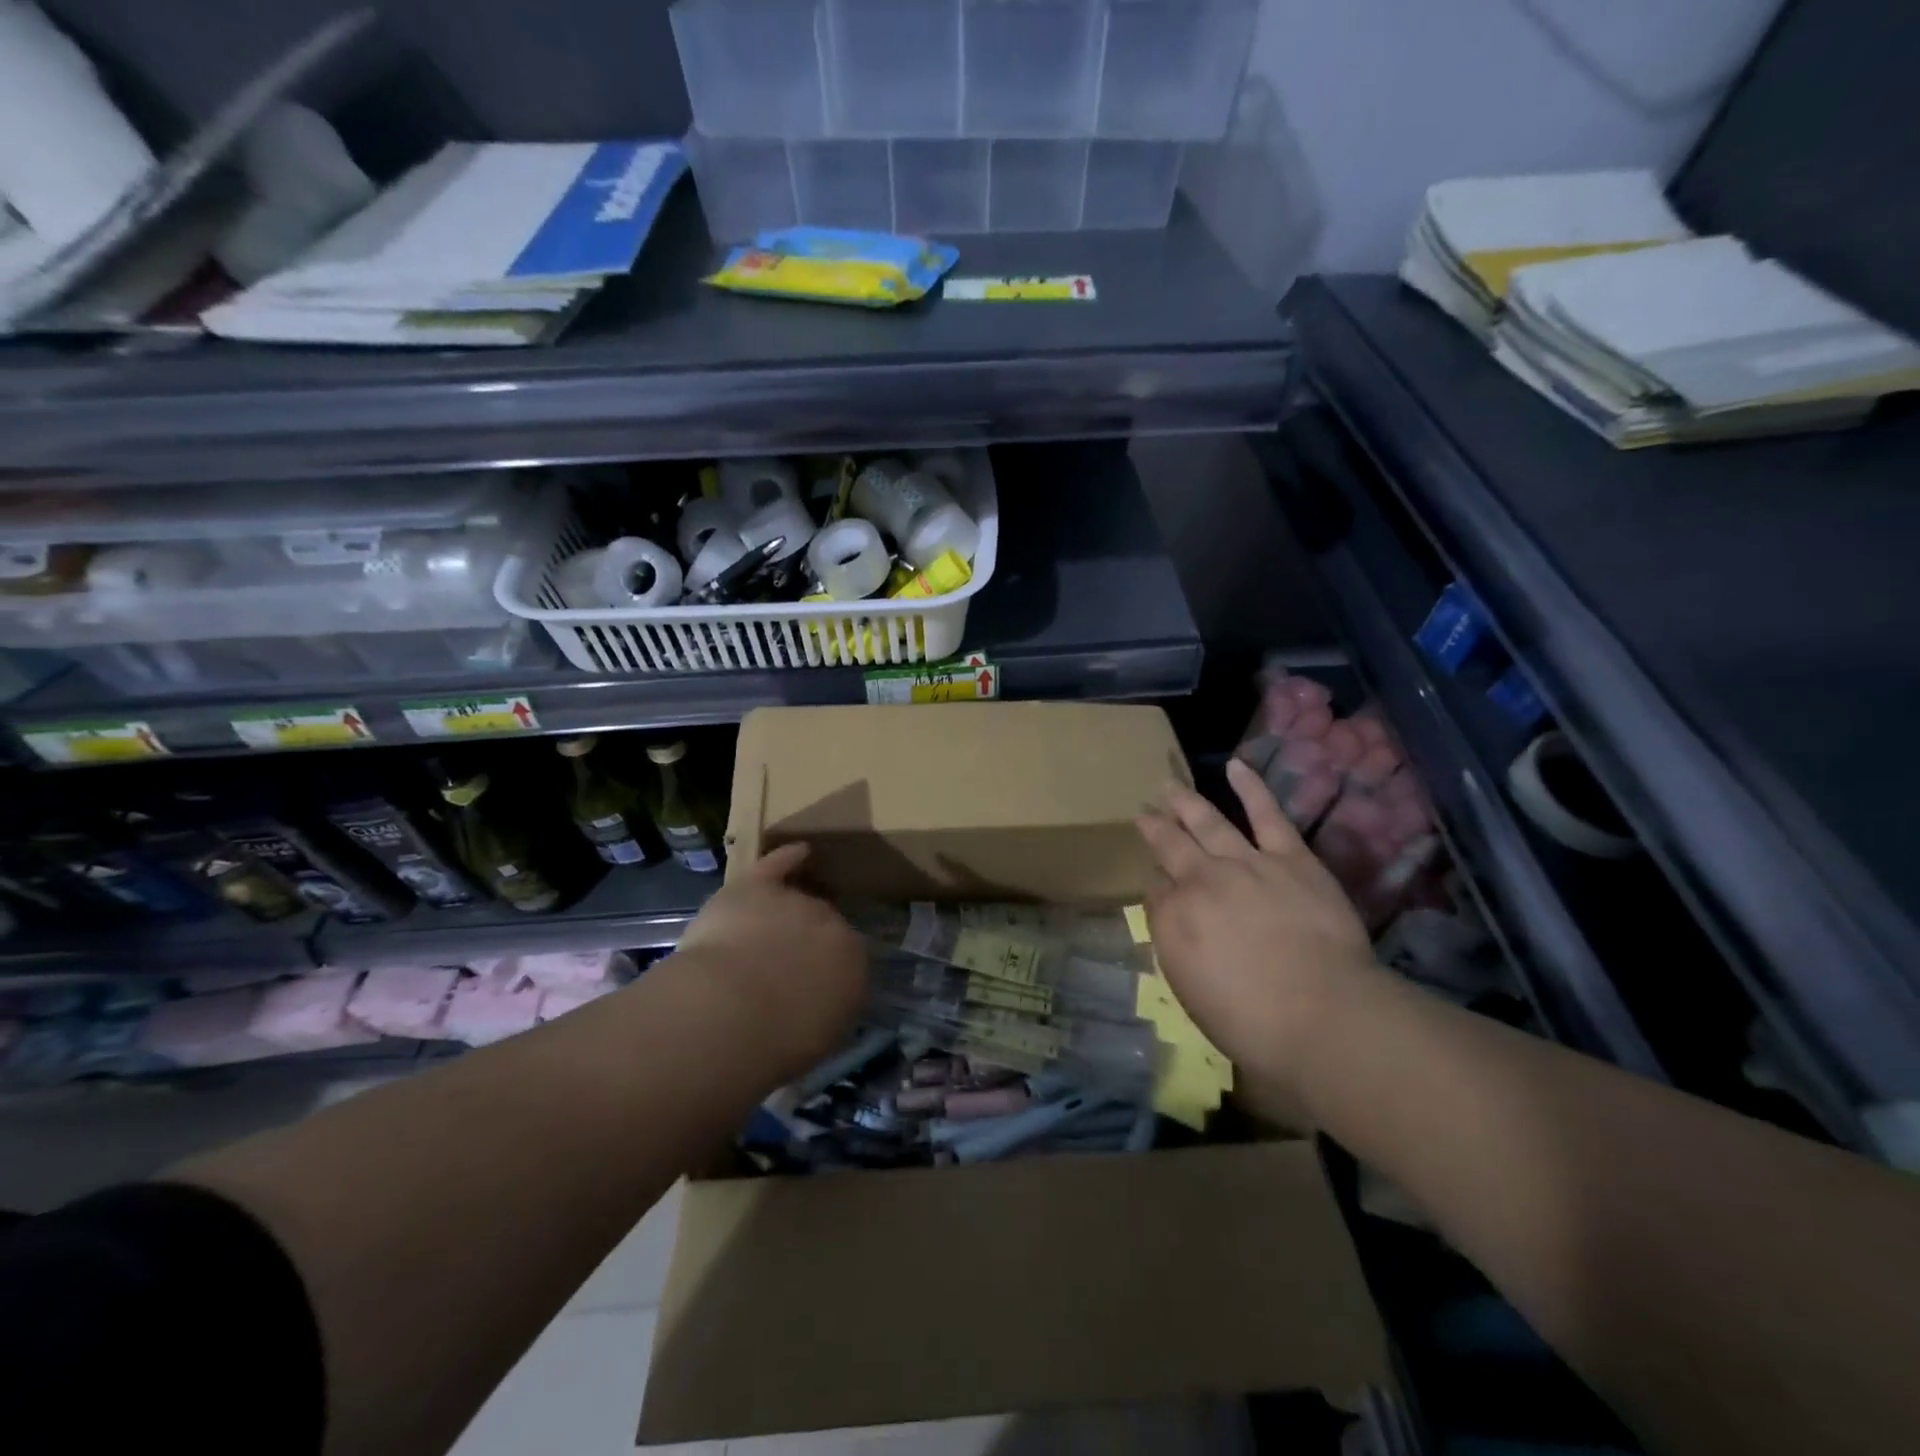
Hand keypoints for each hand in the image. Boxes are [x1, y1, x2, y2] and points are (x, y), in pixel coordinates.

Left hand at [668, 843, 867, 1083]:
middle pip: (823, 923)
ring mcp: (794, 902)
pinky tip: (798, 851)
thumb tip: (820, 1003)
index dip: (825, 969)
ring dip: (787, 911)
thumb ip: (827, 1010)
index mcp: (853, 965)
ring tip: (771, 926)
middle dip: (806, 941)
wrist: (730, 1012)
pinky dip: (786, 858)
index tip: (809, 984)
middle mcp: (831, 925)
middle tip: (781, 963)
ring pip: (796, 899)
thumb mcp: (817, 1039)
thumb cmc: (777, 1042)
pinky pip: (777, 866)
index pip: (847, 958)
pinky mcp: (757, 888)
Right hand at [1137, 759, 1377, 1105]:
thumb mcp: (1193, 994)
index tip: (1155, 875)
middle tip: (1144, 812)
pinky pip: (1266, 814)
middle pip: (1170, 846)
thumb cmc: (1252, 1023)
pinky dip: (1250, 788)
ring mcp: (1244, 863)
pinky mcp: (1289, 857)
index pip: (1154, 889)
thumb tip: (1169, 914)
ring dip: (1185, 802)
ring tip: (1168, 785)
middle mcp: (1199, 882)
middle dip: (1155, 827)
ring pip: (1207, 822)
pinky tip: (1235, 766)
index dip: (1154, 879)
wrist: (1322, 1015)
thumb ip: (1177, 946)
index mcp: (1172, 920)